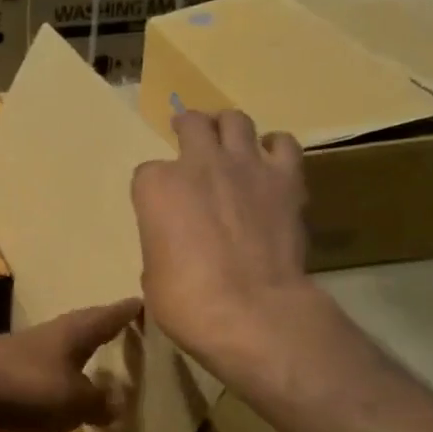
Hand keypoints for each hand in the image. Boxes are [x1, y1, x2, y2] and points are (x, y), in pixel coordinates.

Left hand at [0, 300, 141, 431]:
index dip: (126, 312)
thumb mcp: (73, 400)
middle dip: (100, 331)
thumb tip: (118, 402)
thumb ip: (98, 401)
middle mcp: (46, 337)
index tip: (143, 302)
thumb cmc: (23, 386)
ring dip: (75, 360)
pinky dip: (51, 385)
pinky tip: (54, 399)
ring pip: (56, 354)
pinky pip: (34, 379)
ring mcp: (18, 356)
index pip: (106, 316)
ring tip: (94, 368)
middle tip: (123, 332)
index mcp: (71, 333)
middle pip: (79, 330)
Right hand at [131, 109, 313, 382]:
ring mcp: (245, 166)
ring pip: (235, 120)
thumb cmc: (186, 301)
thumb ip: (162, 244)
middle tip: (189, 136)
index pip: (147, 173)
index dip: (154, 190)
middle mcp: (198, 164)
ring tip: (228, 139)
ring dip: (228, 127)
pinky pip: (283, 144)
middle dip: (187, 129)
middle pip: (191, 125)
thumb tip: (177, 247)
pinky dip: (274, 147)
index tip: (161, 206)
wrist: (251, 311)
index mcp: (156, 188)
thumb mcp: (153, 274)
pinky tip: (270, 160)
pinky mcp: (285, 179)